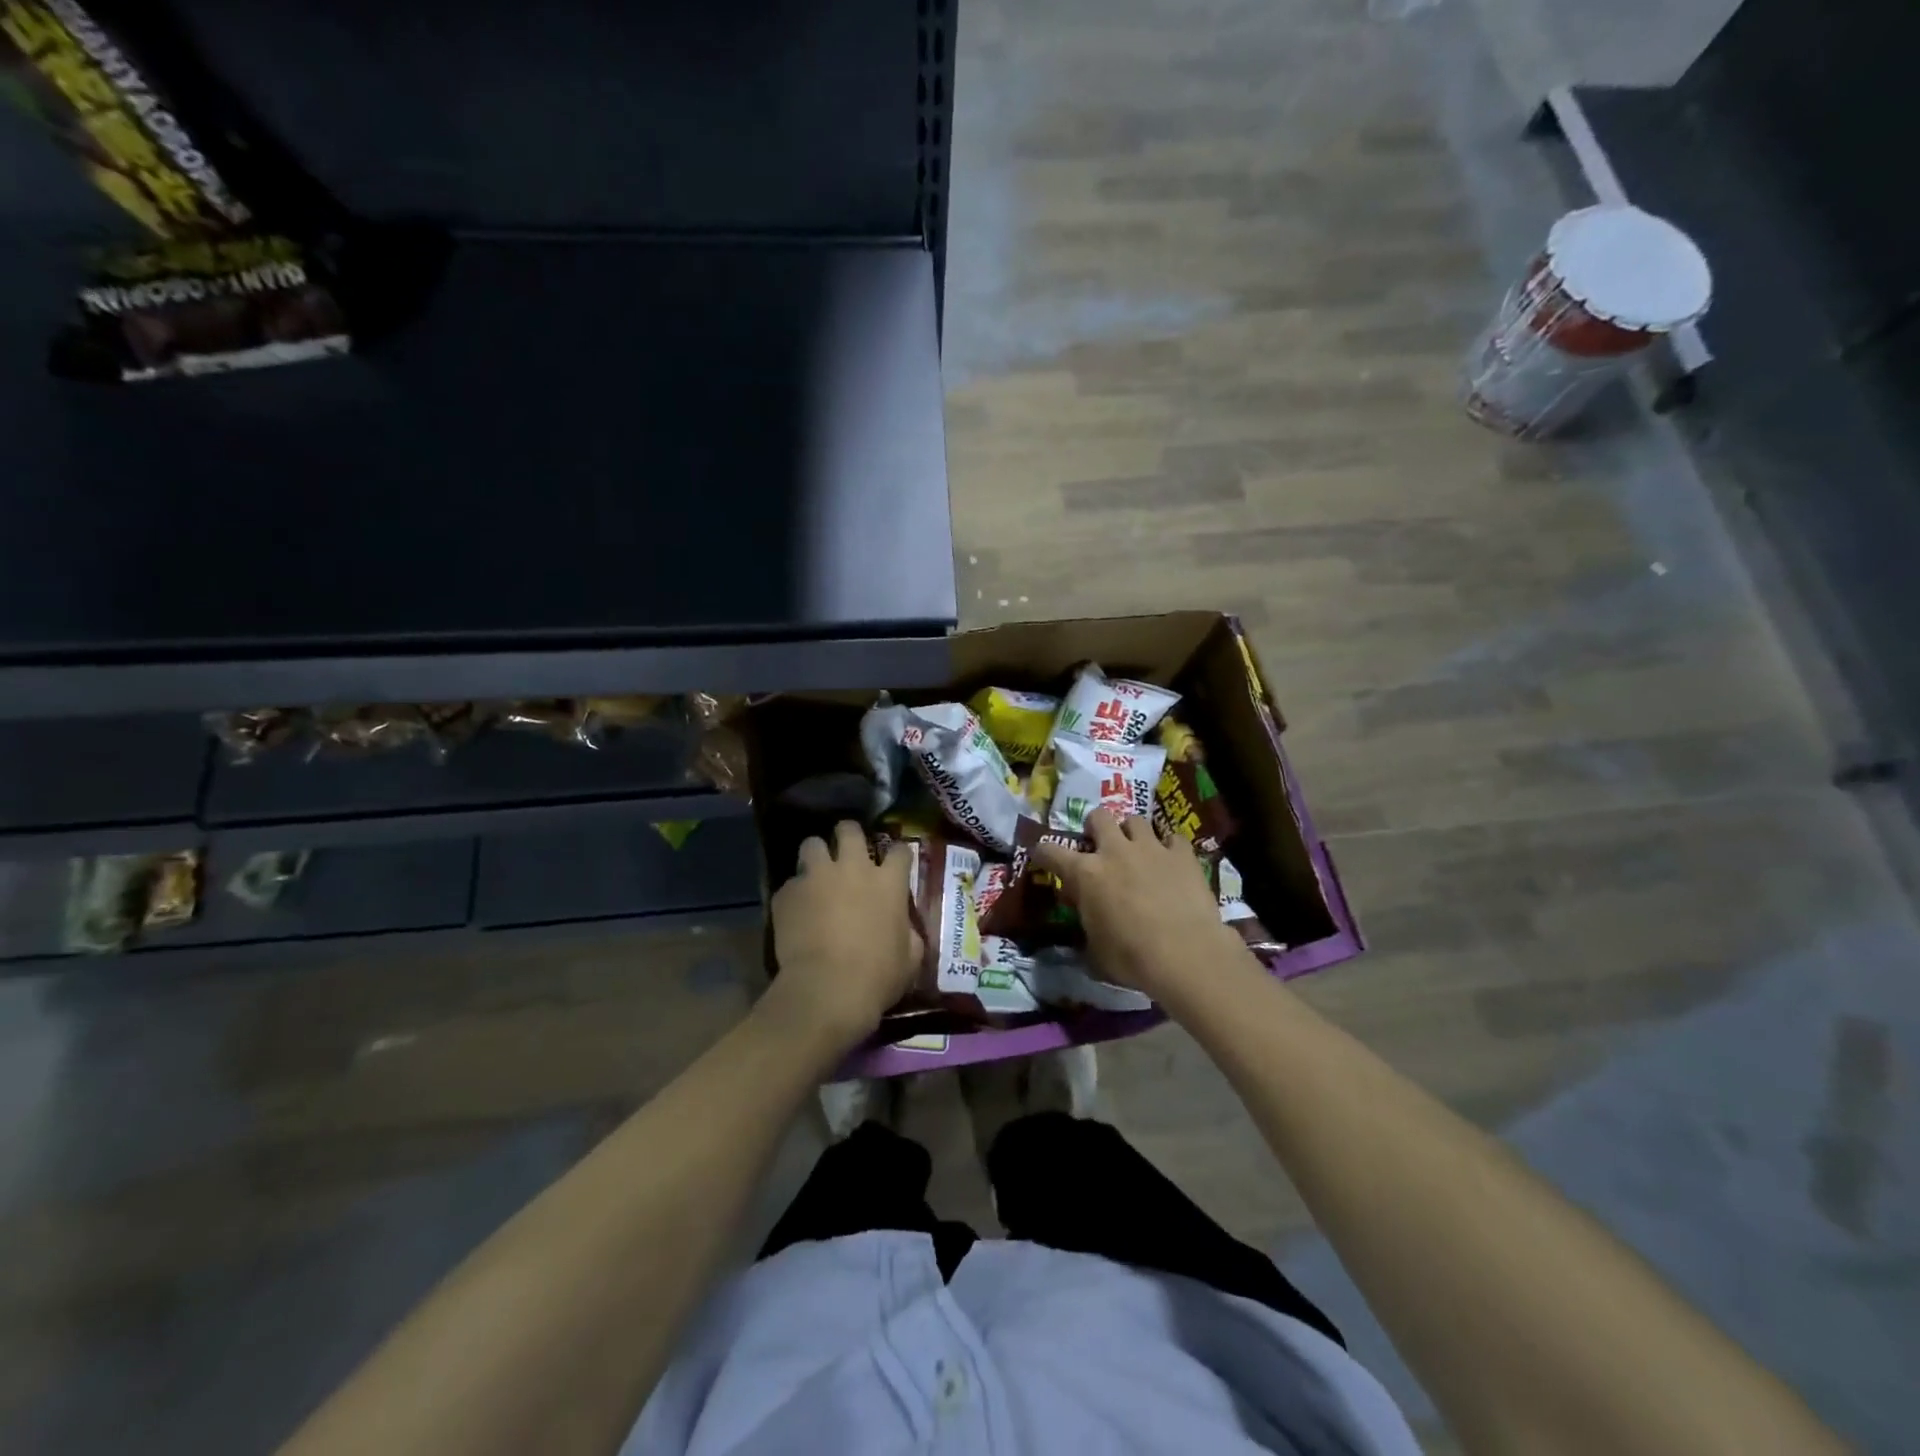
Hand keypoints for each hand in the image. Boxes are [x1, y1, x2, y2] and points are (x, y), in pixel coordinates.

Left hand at [765, 821, 921, 1047]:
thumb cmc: (878, 976)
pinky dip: (794, 894)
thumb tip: (906, 928)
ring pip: (812, 844)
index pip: (900, 850)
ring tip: (815, 874)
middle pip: (850, 830)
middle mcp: (853, 868)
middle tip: (847, 852)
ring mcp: (817, 876)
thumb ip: (909, 933)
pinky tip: (795, 912)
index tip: (895, 863)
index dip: (898, 854)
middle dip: (848, 835)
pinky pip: (790, 883)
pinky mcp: (787, 892)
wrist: (827, 990)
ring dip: (815, 856)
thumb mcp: (909, 958)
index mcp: (888, 882)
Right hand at [1033, 808, 1246, 1004]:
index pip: (1050, 851)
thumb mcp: (1095, 952)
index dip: (1043, 852)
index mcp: (1085, 874)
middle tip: (1099, 846)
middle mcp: (1115, 851)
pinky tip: (1171, 862)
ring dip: (1131, 833)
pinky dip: (1169, 847)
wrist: (1186, 955)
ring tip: (1137, 851)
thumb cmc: (1132, 959)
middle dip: (1095, 827)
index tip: (1043, 856)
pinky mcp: (1182, 855)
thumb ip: (1087, 928)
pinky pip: (1173, 838)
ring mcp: (1151, 848)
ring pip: (1135, 820)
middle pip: (1098, 817)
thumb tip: (1087, 923)